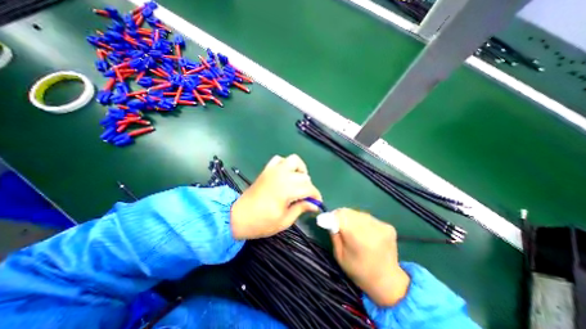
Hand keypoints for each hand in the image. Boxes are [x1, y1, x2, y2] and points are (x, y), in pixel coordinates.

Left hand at [230, 154, 322, 238]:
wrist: (238, 217)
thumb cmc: (262, 222)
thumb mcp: (284, 220)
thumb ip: (301, 208)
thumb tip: (314, 204)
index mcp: (286, 190)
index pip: (309, 188)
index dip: (316, 196)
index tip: (317, 203)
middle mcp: (282, 176)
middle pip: (304, 176)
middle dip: (308, 187)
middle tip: (305, 197)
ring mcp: (273, 171)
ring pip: (293, 160)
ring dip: (300, 170)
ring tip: (298, 182)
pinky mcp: (267, 170)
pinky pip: (279, 159)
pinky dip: (285, 164)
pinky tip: (285, 174)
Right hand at [329, 208, 410, 305]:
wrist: (387, 281)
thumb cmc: (359, 271)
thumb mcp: (339, 255)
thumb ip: (334, 235)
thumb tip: (328, 218)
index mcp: (358, 238)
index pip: (341, 215)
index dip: (332, 216)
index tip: (327, 220)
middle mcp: (371, 228)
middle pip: (349, 212)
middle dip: (340, 216)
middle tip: (338, 225)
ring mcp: (382, 226)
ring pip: (358, 213)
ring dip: (351, 218)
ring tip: (352, 230)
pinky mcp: (388, 226)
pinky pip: (367, 217)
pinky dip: (362, 221)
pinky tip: (364, 232)